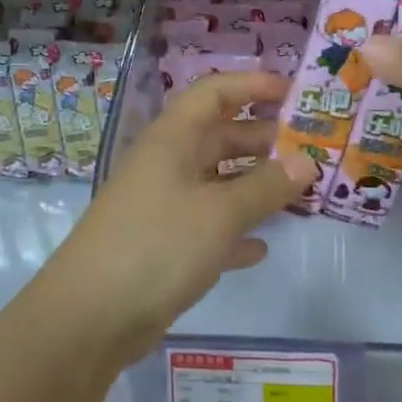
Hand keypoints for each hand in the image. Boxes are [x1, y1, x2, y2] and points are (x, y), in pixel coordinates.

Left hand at [42, 72, 318, 365]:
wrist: (90, 315)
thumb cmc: (158, 245)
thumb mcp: (219, 213)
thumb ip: (266, 186)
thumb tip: (306, 162)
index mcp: (173, 138)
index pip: (214, 92)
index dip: (253, 85)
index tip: (295, 93)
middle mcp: (166, 163)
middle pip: (219, 136)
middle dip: (262, 139)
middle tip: (311, 150)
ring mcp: (162, 204)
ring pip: (215, 182)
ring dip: (253, 185)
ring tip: (299, 192)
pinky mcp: (162, 245)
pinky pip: (207, 226)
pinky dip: (234, 231)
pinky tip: (262, 247)